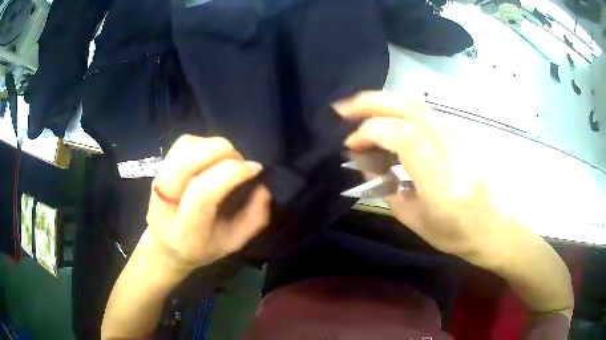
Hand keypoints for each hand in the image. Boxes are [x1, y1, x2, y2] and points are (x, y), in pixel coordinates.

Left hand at [146, 135, 270, 272]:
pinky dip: (203, 143)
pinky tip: (212, 157)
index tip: (255, 169)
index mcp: (184, 231)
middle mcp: (165, 203)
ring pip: (185, 147)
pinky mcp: (159, 167)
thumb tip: (262, 187)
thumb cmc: (202, 247)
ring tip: (227, 159)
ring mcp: (158, 181)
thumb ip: (253, 219)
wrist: (166, 246)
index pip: (202, 193)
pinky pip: (182, 143)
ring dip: (213, 146)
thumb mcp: (233, 243)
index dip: (232, 173)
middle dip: (222, 152)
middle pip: (187, 162)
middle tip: (240, 162)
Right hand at [334, 91, 517, 266]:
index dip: (367, 133)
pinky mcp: (460, 132)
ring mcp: (457, 133)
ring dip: (384, 106)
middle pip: (406, 105)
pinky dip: (400, 116)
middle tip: (343, 108)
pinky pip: (424, 116)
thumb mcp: (413, 218)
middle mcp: (448, 142)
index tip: (350, 146)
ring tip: (361, 115)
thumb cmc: (455, 231)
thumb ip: (386, 188)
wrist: (493, 225)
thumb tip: (368, 163)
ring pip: (415, 105)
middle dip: (370, 101)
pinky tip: (390, 129)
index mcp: (437, 171)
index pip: (396, 132)